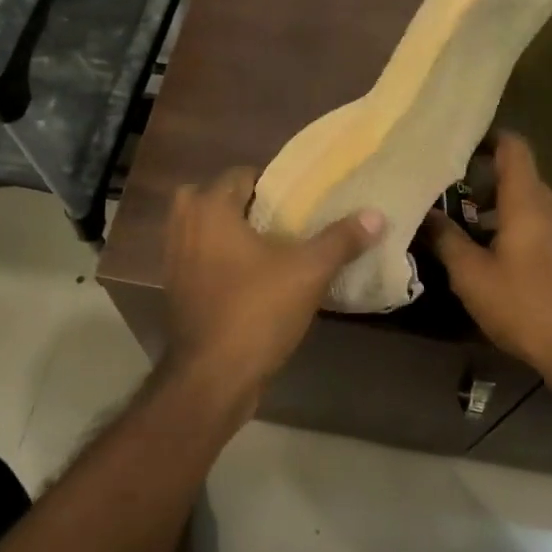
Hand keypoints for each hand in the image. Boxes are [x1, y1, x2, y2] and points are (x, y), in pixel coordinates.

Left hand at [163, 166, 384, 396]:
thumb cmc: (257, 311)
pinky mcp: (176, 291)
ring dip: (229, 232)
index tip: (302, 199)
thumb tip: (377, 215)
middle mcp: (184, 227)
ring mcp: (174, 260)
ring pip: (202, 230)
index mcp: (211, 209)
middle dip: (243, 204)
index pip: (241, 174)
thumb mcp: (308, 272)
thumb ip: (341, 239)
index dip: (273, 183)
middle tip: (281, 219)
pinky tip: (252, 277)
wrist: (212, 377)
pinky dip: (218, 259)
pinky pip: (199, 259)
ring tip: (271, 246)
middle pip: (214, 197)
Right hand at [426, 132, 551, 377]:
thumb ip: (446, 239)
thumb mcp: (471, 275)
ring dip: (494, 205)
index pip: (513, 147)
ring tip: (460, 221)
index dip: (487, 137)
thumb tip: (425, 214)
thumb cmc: (524, 306)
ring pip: (526, 201)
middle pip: (517, 174)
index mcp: (527, 201)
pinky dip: (510, 224)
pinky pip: (536, 223)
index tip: (457, 142)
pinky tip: (487, 251)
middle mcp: (550, 206)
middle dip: (481, 177)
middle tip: (445, 187)